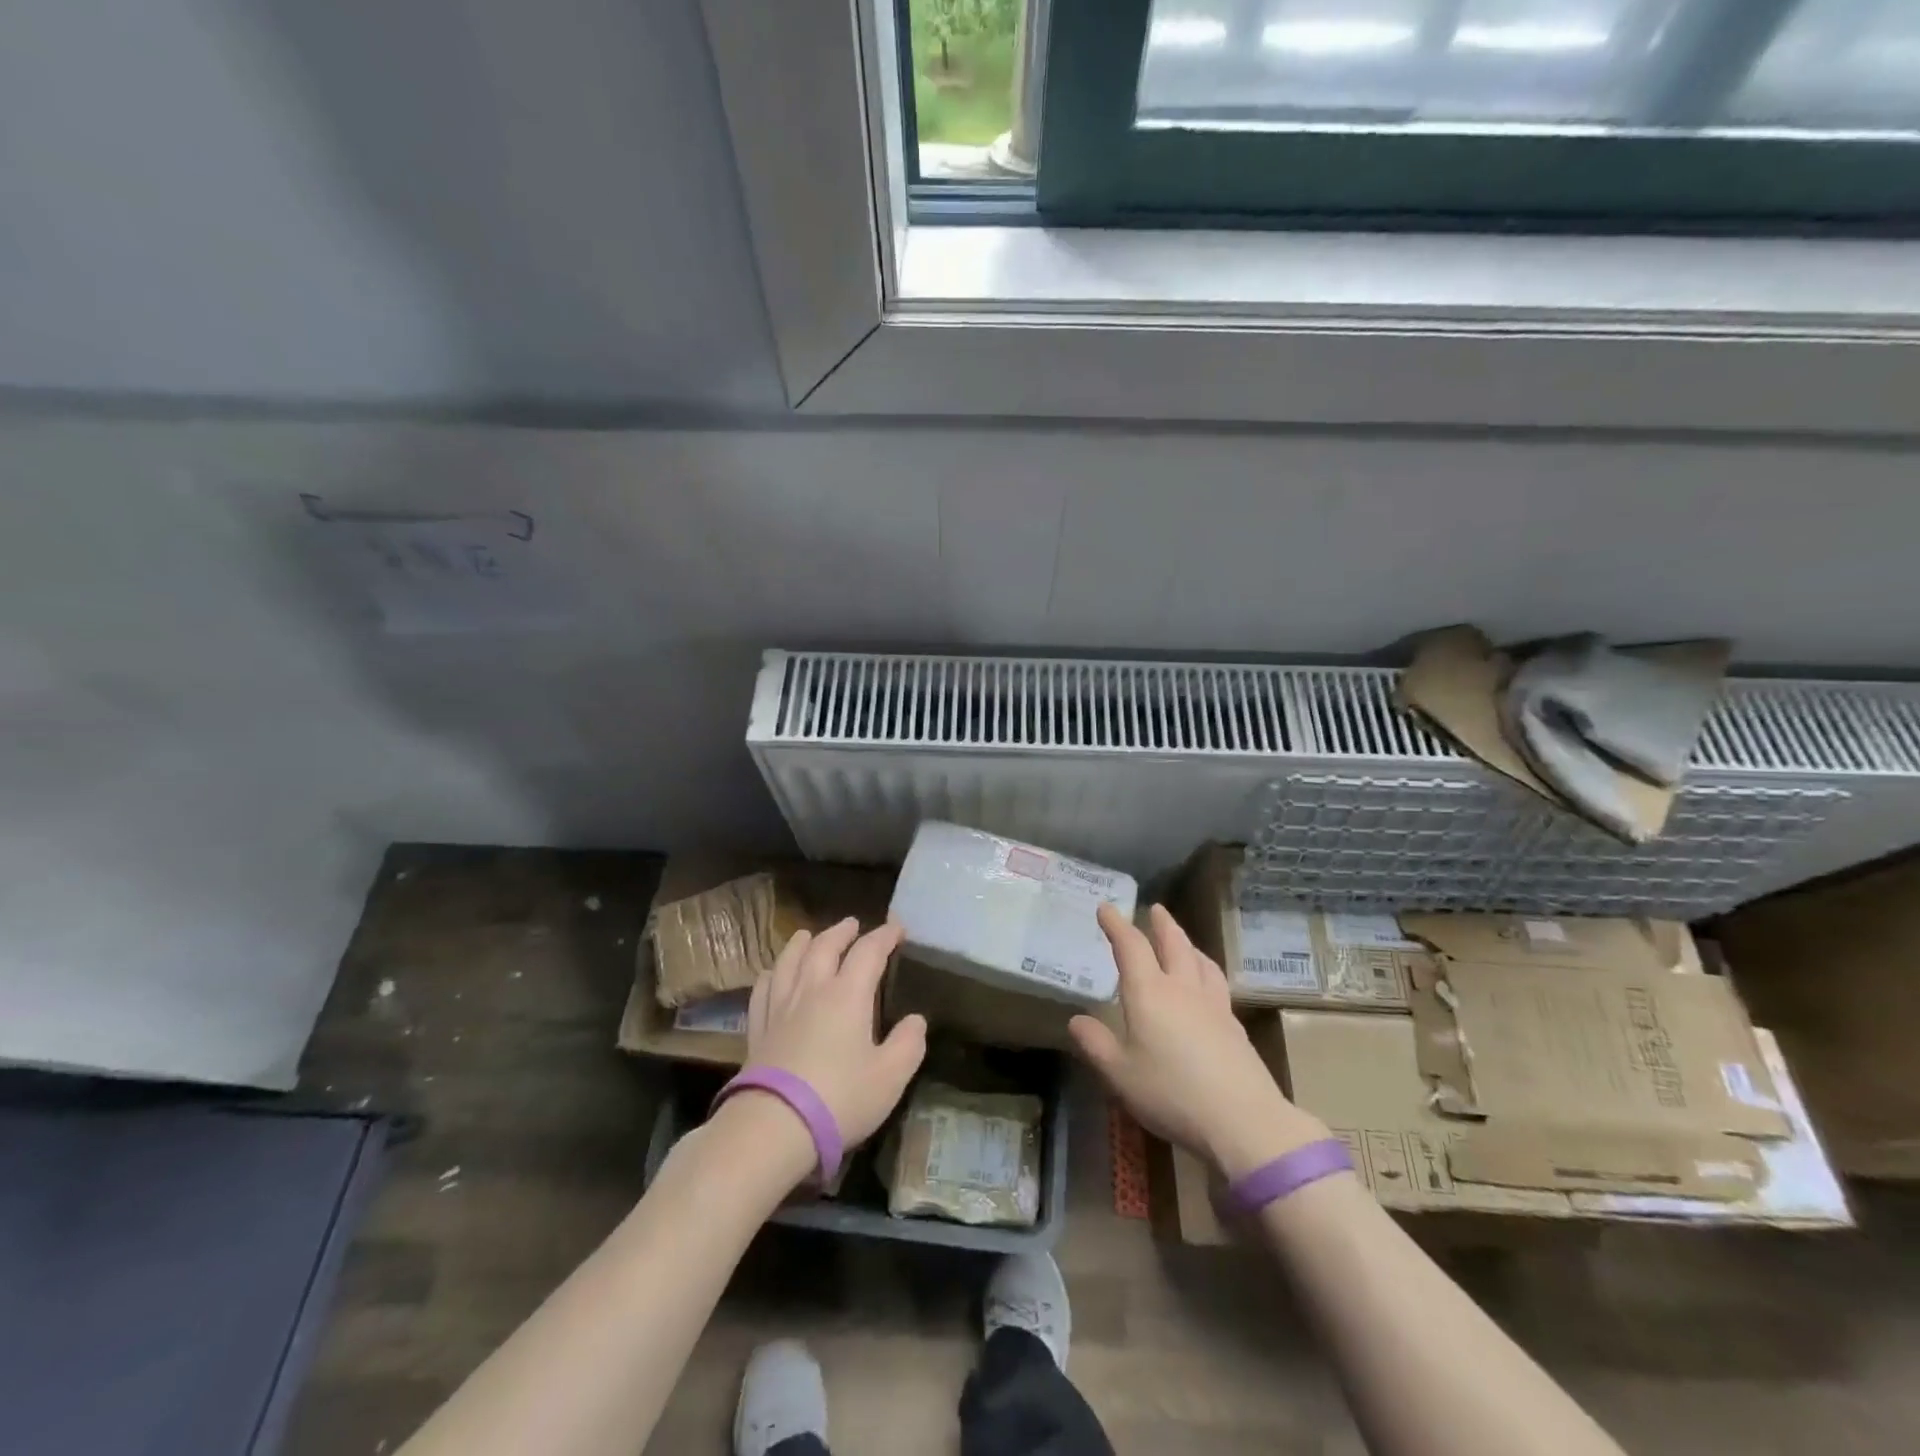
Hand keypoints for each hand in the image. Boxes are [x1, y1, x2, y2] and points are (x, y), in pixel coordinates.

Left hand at [744, 917, 926, 1150]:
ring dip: (802, 943)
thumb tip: (916, 1020)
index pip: (868, 952)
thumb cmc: (840, 1098)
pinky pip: (763, 988)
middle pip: (825, 946)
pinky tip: (773, 974)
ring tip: (808, 935)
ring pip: (789, 960)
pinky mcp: (757, 1028)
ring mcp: (780, 1007)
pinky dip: (772, 973)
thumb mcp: (890, 1076)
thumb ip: (908, 1044)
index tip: (897, 928)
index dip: (884, 936)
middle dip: (842, 932)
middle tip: (852, 924)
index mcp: (848, 994)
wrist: (774, 1125)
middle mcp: (812, 989)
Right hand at [1069, 903, 1327, 1180]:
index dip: (1117, 925)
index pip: (1131, 946)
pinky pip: (1216, 983)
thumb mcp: (1120, 1073)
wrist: (1242, 1119)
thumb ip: (1096, 1044)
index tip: (1106, 908)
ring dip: (1188, 944)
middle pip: (1174, 944)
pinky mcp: (1234, 1026)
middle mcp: (1182, 989)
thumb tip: (1076, 1020)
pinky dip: (1205, 970)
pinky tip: (1207, 985)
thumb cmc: (1171, 1092)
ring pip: (1200, 961)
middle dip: (1161, 924)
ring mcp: (1213, 1005)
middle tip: (1156, 909)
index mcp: (1150, 992)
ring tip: (1183, 941)